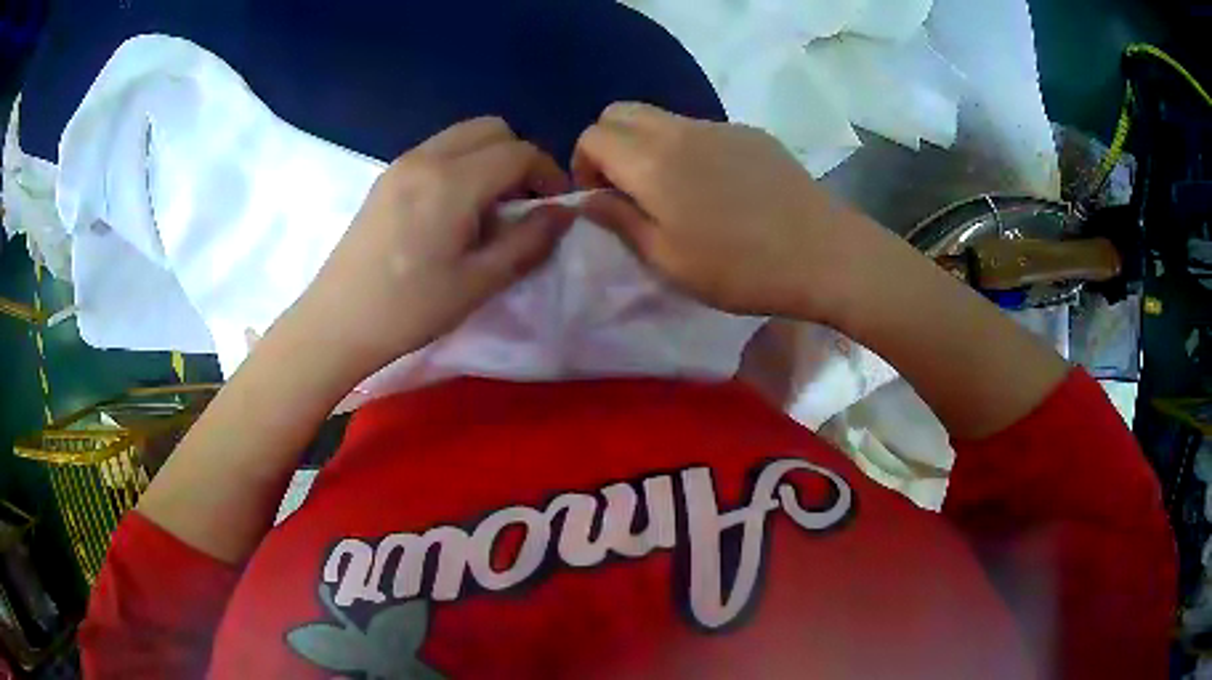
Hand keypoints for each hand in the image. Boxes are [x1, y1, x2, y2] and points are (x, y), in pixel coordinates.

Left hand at [286, 117, 574, 383]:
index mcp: (452, 182)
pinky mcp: (386, 177)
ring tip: (490, 208)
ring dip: (489, 158)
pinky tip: (455, 210)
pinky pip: (438, 150)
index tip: (556, 207)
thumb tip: (564, 213)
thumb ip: (529, 241)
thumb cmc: (408, 309)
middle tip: (523, 203)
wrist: (336, 322)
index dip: (548, 174)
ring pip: (463, 135)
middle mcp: (426, 157)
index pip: (519, 152)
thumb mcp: (478, 283)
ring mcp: (401, 163)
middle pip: (492, 129)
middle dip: (519, 157)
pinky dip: (462, 164)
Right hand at [572, 102, 884, 320]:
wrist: (824, 254)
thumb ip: (619, 221)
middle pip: (620, 111)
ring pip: (661, 117)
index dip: (583, 165)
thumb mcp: (667, 261)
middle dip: (609, 144)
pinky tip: (717, 188)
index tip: (601, 199)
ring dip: (647, 144)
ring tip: (673, 192)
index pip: (593, 135)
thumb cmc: (741, 268)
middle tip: (627, 189)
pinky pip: (700, 128)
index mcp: (652, 161)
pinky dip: (685, 147)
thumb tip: (587, 198)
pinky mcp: (750, 133)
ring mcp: (719, 126)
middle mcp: (679, 129)